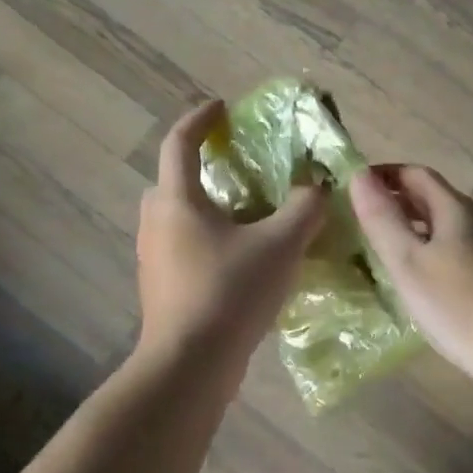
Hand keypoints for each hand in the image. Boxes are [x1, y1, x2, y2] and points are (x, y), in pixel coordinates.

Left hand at [136, 102, 327, 360]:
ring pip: (178, 218)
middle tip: (237, 169)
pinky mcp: (161, 289)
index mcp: (177, 201)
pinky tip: (242, 260)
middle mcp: (157, 224)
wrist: (190, 365)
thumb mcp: (280, 245)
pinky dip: (208, 240)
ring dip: (207, 208)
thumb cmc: (230, 292)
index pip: (180, 142)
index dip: (201, 119)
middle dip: (201, 167)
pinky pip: (183, 248)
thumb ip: (305, 208)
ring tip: (247, 216)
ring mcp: (154, 259)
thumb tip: (318, 186)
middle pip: (172, 181)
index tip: (223, 107)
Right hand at [350, 165, 472, 393]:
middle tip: (363, 221)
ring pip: (449, 227)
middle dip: (398, 201)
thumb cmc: (460, 307)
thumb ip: (382, 218)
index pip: (416, 174)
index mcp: (457, 210)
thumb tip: (358, 174)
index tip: (353, 189)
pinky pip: (462, 251)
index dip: (383, 175)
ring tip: (388, 252)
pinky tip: (427, 282)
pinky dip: (435, 252)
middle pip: (435, 198)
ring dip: (417, 229)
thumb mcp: (409, 263)